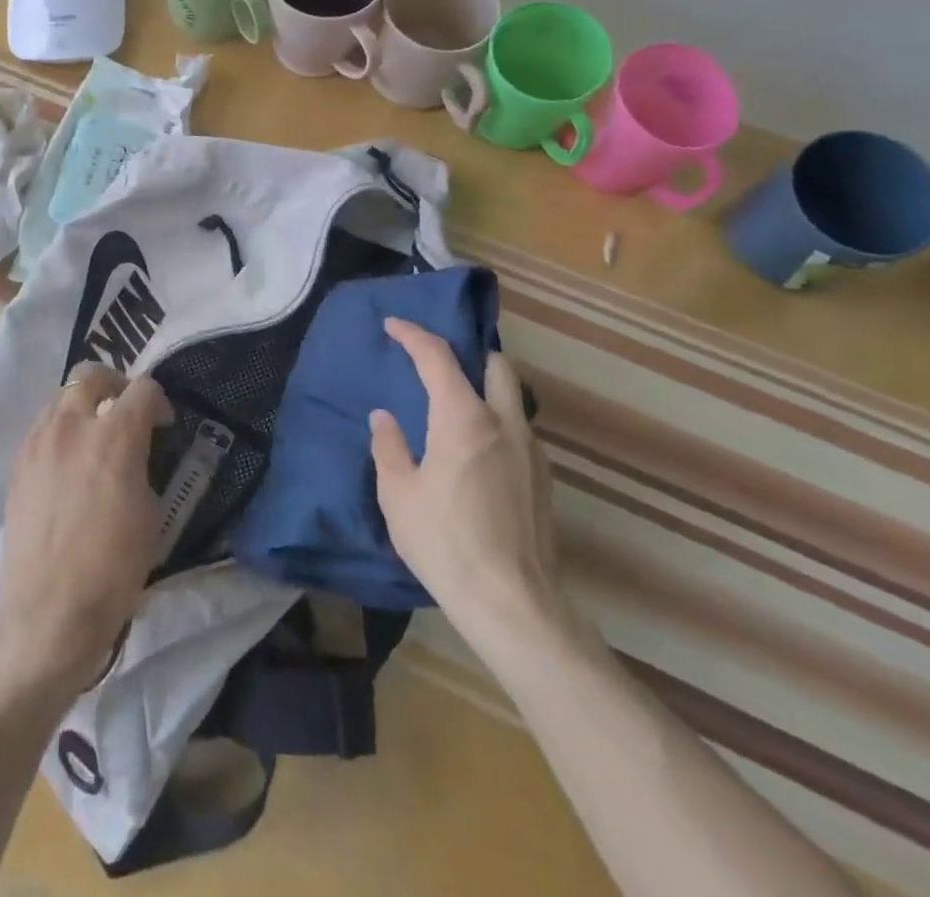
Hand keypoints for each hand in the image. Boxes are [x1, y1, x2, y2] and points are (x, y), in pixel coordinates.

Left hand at [0, 364, 167, 698]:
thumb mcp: (148, 514)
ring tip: (94, 435)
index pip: (142, 388)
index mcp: (114, 436)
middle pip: (91, 374)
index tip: (162, 424)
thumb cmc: (111, 570)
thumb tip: (135, 450)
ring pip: (60, 396)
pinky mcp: (18, 463)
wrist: (46, 613)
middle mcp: (72, 425)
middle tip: (125, 411)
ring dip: (82, 404)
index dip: (158, 401)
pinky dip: (60, 429)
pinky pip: (42, 426)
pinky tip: (68, 462)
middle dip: (115, 383)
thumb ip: (141, 464)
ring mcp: (39, 442)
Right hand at [370, 318, 558, 628]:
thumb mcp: (398, 495)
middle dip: (468, 354)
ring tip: (456, 411)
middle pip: (495, 364)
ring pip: (513, 397)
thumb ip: (389, 447)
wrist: (512, 604)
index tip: (392, 325)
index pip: (437, 356)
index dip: (413, 334)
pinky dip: (498, 423)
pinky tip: (478, 454)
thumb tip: (384, 418)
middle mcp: (504, 423)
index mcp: (463, 418)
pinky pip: (519, 430)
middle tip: (439, 366)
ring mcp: (531, 450)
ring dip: (486, 390)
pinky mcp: (544, 479)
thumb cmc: (444, 542)